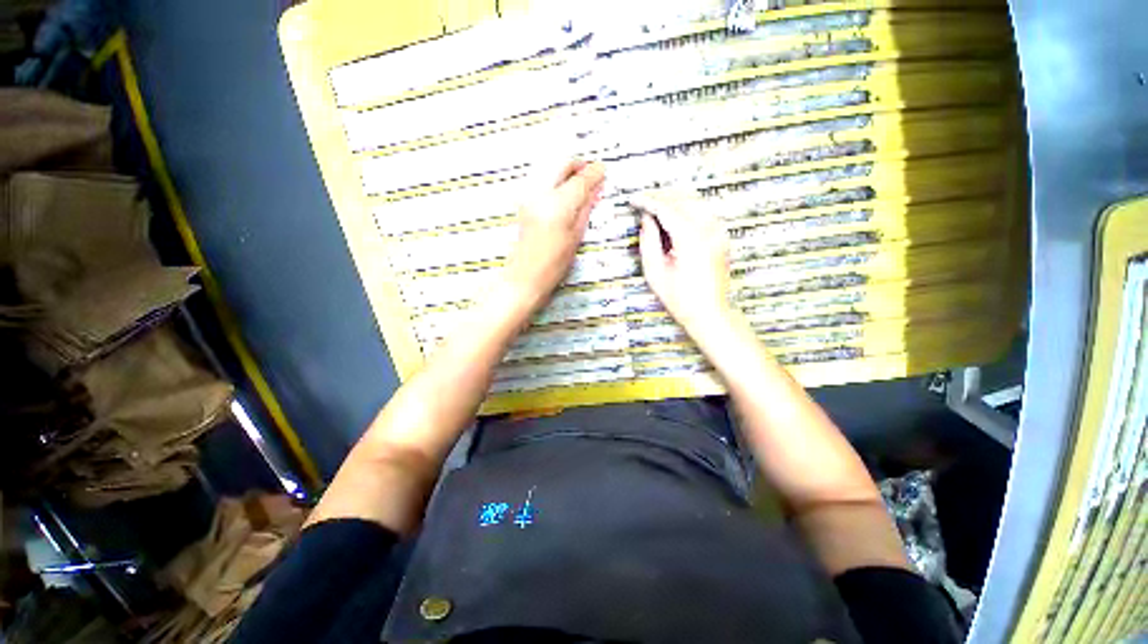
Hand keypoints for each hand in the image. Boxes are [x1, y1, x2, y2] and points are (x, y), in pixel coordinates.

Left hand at [505, 158, 604, 310]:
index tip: (603, 170)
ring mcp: (528, 195)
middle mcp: (540, 193)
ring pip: (550, 166)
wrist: (524, 276)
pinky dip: (555, 179)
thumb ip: (586, 208)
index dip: (595, 172)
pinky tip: (564, 193)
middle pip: (562, 162)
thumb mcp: (576, 237)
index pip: (580, 178)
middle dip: (579, 164)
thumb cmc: (553, 265)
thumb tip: (596, 189)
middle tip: (591, 175)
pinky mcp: (522, 201)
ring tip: (578, 185)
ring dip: (566, 170)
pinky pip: (542, 178)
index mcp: (558, 205)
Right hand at [634, 192, 732, 334]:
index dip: (648, 201)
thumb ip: (649, 242)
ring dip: (673, 199)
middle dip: (661, 196)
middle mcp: (710, 230)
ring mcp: (719, 231)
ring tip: (654, 205)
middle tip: (642, 200)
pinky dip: (686, 207)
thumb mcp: (655, 273)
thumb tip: (646, 219)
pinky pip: (703, 210)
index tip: (633, 200)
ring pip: (695, 201)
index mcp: (692, 240)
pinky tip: (672, 213)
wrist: (710, 313)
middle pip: (683, 198)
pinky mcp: (722, 236)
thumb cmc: (681, 299)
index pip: (667, 208)